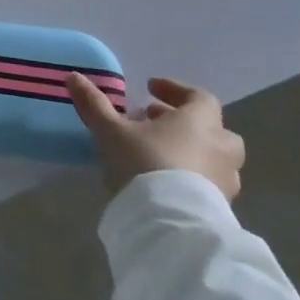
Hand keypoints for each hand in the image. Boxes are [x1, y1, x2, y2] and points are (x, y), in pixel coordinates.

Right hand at [67, 74, 243, 200]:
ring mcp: (226, 179)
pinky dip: (192, 177)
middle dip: (185, 123)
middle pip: (211, 127)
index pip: (198, 96)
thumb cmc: (145, 163)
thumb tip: (74, 77)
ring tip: (159, 156)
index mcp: (200, 121)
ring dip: (190, 151)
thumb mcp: (111, 130)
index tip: (151, 89)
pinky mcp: (222, 208)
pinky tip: (166, 184)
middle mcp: (220, 146)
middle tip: (155, 124)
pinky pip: (209, 183)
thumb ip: (95, 103)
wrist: (171, 223)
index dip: (175, 89)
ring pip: (213, 157)